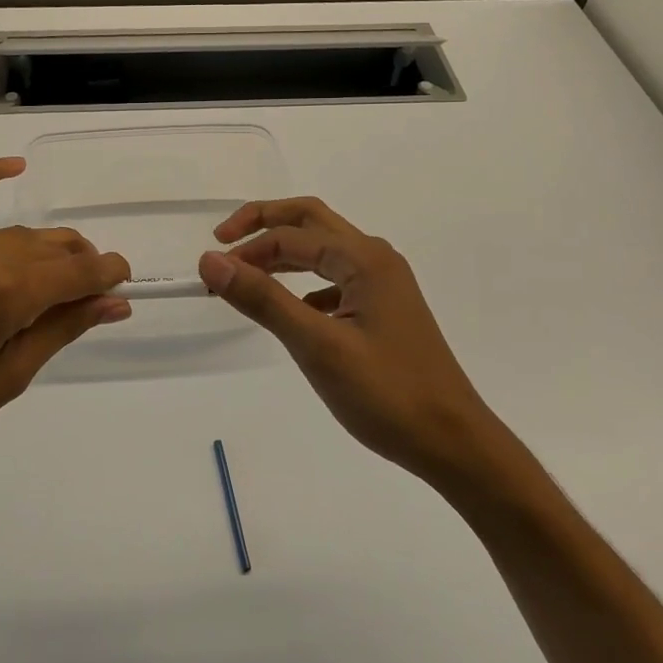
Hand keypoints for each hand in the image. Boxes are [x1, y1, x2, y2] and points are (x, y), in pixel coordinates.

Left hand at [0, 158, 130, 501]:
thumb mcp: (1, 383)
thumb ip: (59, 332)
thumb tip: (113, 303)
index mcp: (4, 295)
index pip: (77, 272)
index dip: (108, 275)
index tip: (124, 283)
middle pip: (49, 247)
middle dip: (80, 264)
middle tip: (88, 293)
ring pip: (12, 234)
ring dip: (43, 249)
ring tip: (54, 274)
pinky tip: (15, 167)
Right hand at [198, 197, 499, 481]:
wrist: (453, 441)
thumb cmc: (387, 394)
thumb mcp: (317, 347)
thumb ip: (263, 299)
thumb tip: (211, 260)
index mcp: (364, 259)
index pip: (291, 237)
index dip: (246, 250)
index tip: (209, 275)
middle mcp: (375, 259)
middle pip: (310, 221)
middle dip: (264, 224)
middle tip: (222, 241)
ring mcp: (384, 283)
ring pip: (324, 250)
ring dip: (283, 253)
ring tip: (246, 275)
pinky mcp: (384, 309)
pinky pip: (336, 279)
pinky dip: (305, 282)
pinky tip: (292, 310)